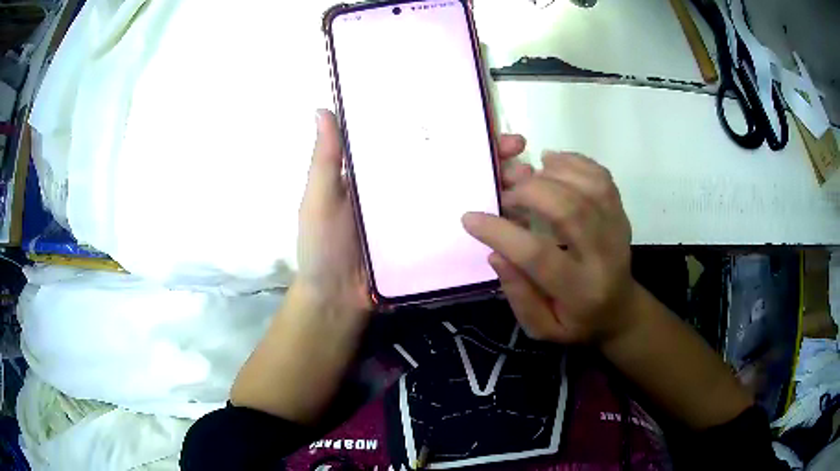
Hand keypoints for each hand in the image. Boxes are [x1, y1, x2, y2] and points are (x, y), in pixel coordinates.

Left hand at [298, 109, 527, 312]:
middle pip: (456, 166)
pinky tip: (515, 214)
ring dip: (499, 184)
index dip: (454, 129)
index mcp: (387, 174)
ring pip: (469, 195)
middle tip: (517, 150)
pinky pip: (468, 229)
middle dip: (490, 155)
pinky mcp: (436, 247)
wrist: (336, 303)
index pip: (426, 143)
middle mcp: (413, 192)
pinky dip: (493, 220)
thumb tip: (322, 109)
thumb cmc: (323, 248)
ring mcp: (427, 221)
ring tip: (524, 180)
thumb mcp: (319, 199)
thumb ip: (325, 159)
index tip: (484, 120)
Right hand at [463, 151, 635, 344]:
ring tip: (527, 175)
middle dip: (529, 193)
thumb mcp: (542, 327)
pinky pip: (602, 178)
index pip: (538, 256)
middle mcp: (603, 257)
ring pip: (589, 188)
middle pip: (570, 211)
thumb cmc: (576, 322)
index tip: (471, 218)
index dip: (502, 233)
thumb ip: (519, 295)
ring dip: (552, 173)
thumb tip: (497, 254)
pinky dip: (575, 161)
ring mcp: (617, 231)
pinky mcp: (621, 214)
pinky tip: (552, 161)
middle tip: (506, 194)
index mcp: (579, 292)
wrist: (620, 310)